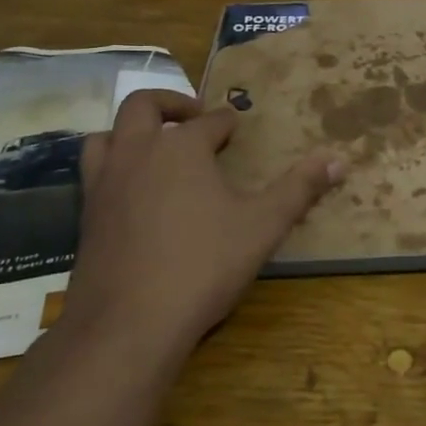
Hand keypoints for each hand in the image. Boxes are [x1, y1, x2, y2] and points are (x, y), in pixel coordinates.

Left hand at [69, 90, 343, 352]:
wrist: (128, 322)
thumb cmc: (203, 264)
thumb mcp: (263, 225)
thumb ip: (300, 189)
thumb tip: (339, 160)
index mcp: (182, 147)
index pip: (209, 121)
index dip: (227, 122)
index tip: (237, 126)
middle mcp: (137, 153)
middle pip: (143, 107)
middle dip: (171, 104)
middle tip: (192, 116)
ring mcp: (104, 183)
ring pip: (106, 136)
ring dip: (131, 132)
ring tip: (154, 147)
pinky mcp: (86, 215)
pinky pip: (94, 173)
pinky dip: (113, 166)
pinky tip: (134, 193)